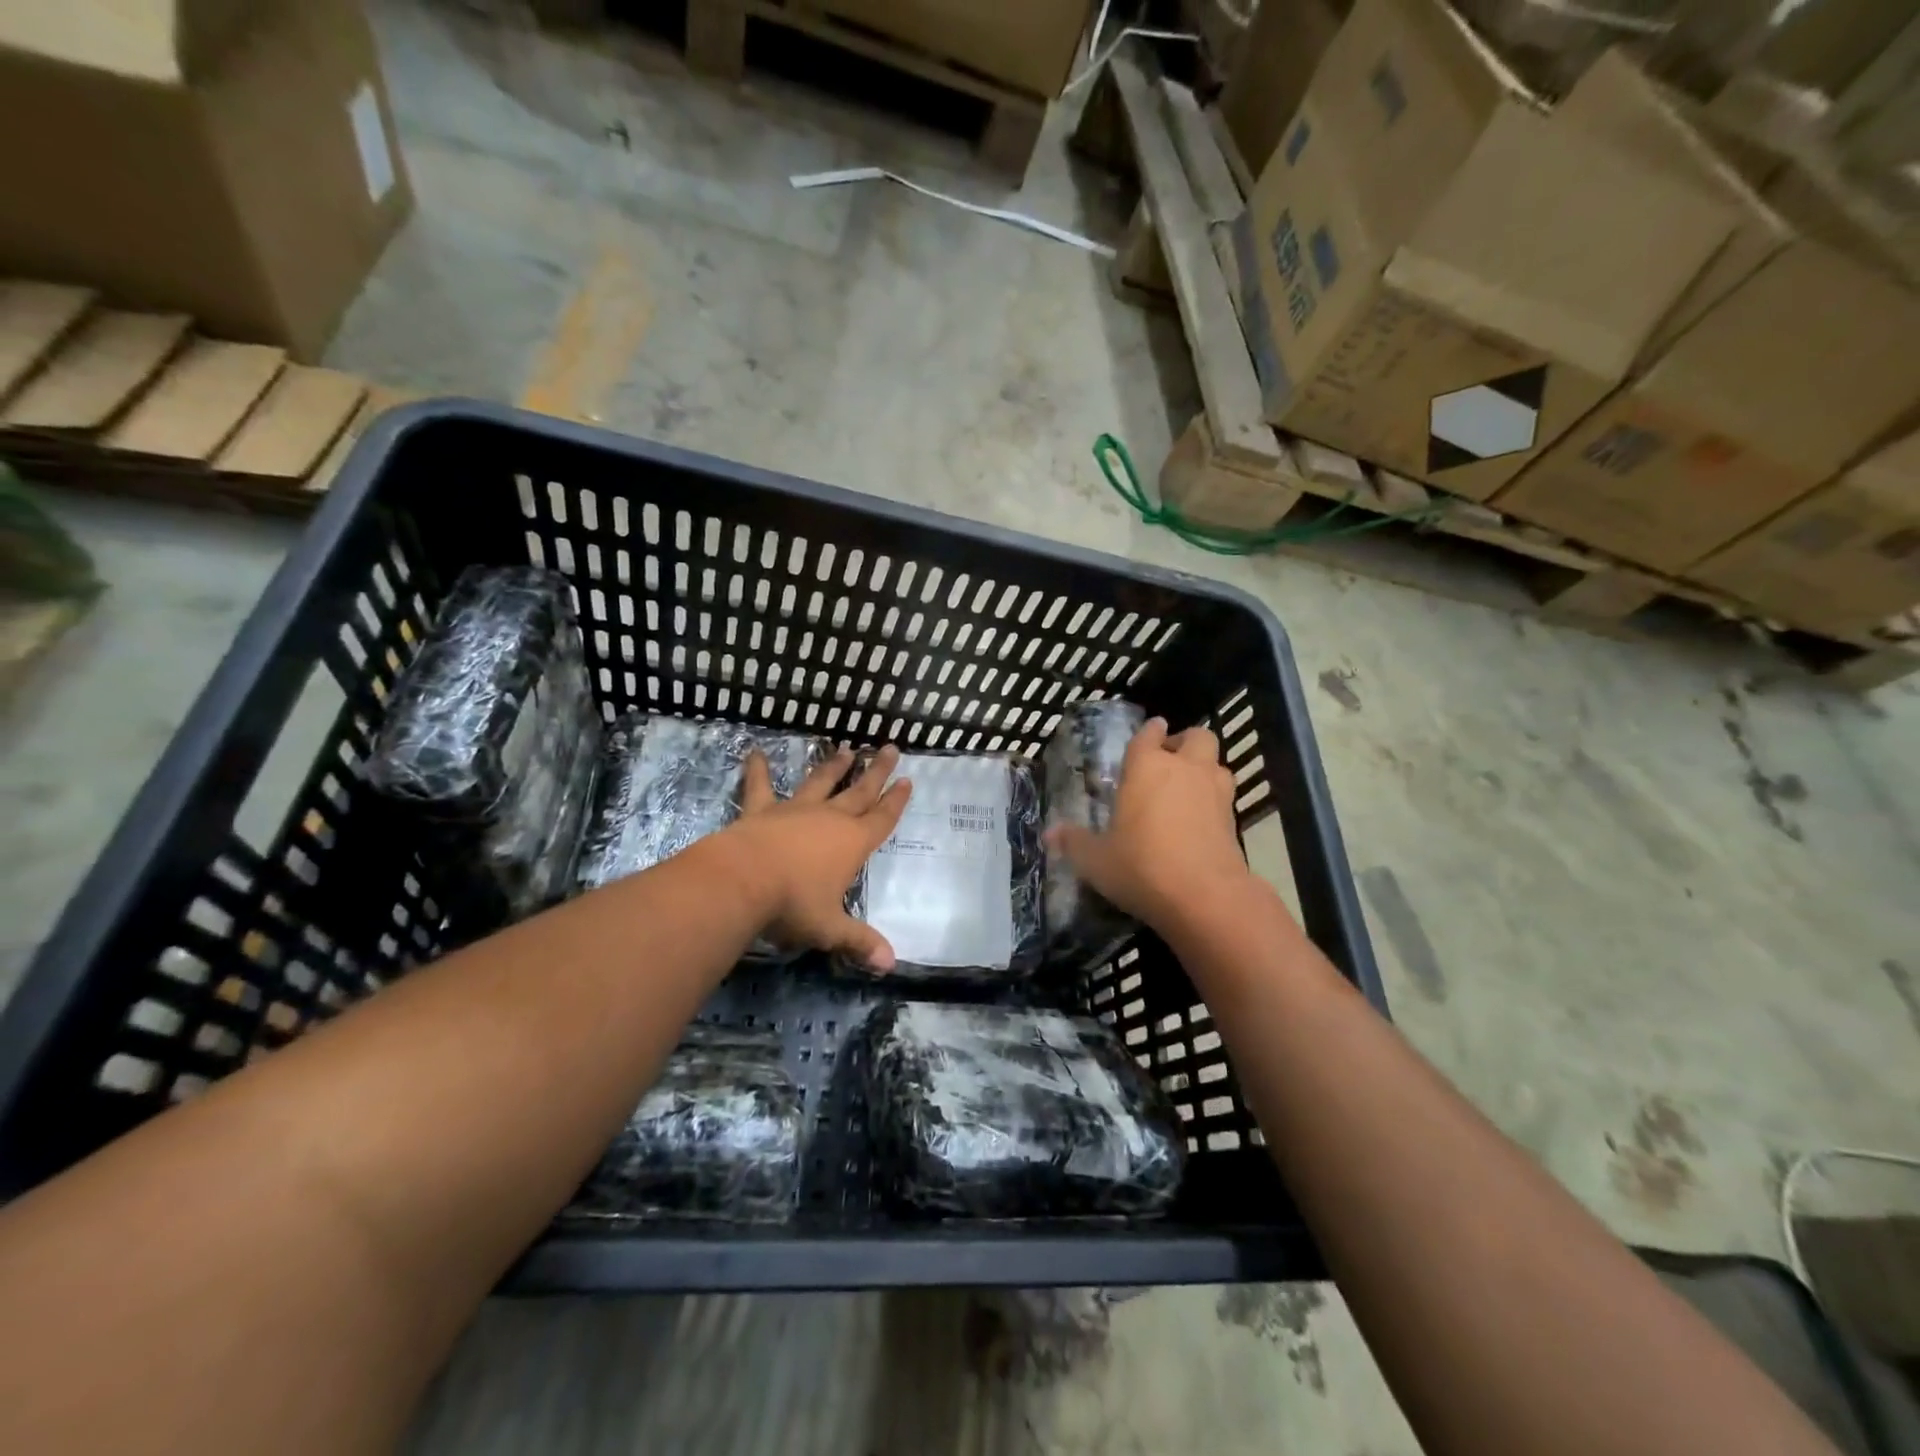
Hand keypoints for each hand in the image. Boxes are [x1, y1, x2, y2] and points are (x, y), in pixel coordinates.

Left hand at [728, 744, 911, 969]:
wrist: (742, 880)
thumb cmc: (792, 904)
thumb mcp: (829, 928)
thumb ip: (859, 941)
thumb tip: (890, 964)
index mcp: (852, 843)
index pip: (882, 819)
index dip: (896, 801)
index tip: (908, 780)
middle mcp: (829, 820)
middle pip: (859, 791)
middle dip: (877, 771)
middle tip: (891, 747)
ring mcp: (795, 811)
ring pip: (820, 782)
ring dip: (834, 766)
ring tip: (846, 749)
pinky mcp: (761, 811)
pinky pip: (759, 786)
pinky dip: (756, 769)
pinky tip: (754, 752)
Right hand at [1045, 717, 1250, 932]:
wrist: (1205, 896)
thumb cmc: (1141, 866)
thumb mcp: (1096, 859)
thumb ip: (1074, 842)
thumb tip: (1050, 833)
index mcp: (1147, 766)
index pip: (1149, 734)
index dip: (1149, 732)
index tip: (1149, 733)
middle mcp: (1185, 769)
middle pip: (1197, 736)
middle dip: (1184, 743)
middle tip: (1169, 761)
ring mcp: (1215, 792)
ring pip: (1216, 764)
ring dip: (1203, 769)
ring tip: (1186, 789)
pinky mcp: (1235, 820)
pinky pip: (1224, 796)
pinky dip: (1213, 800)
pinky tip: (1198, 820)